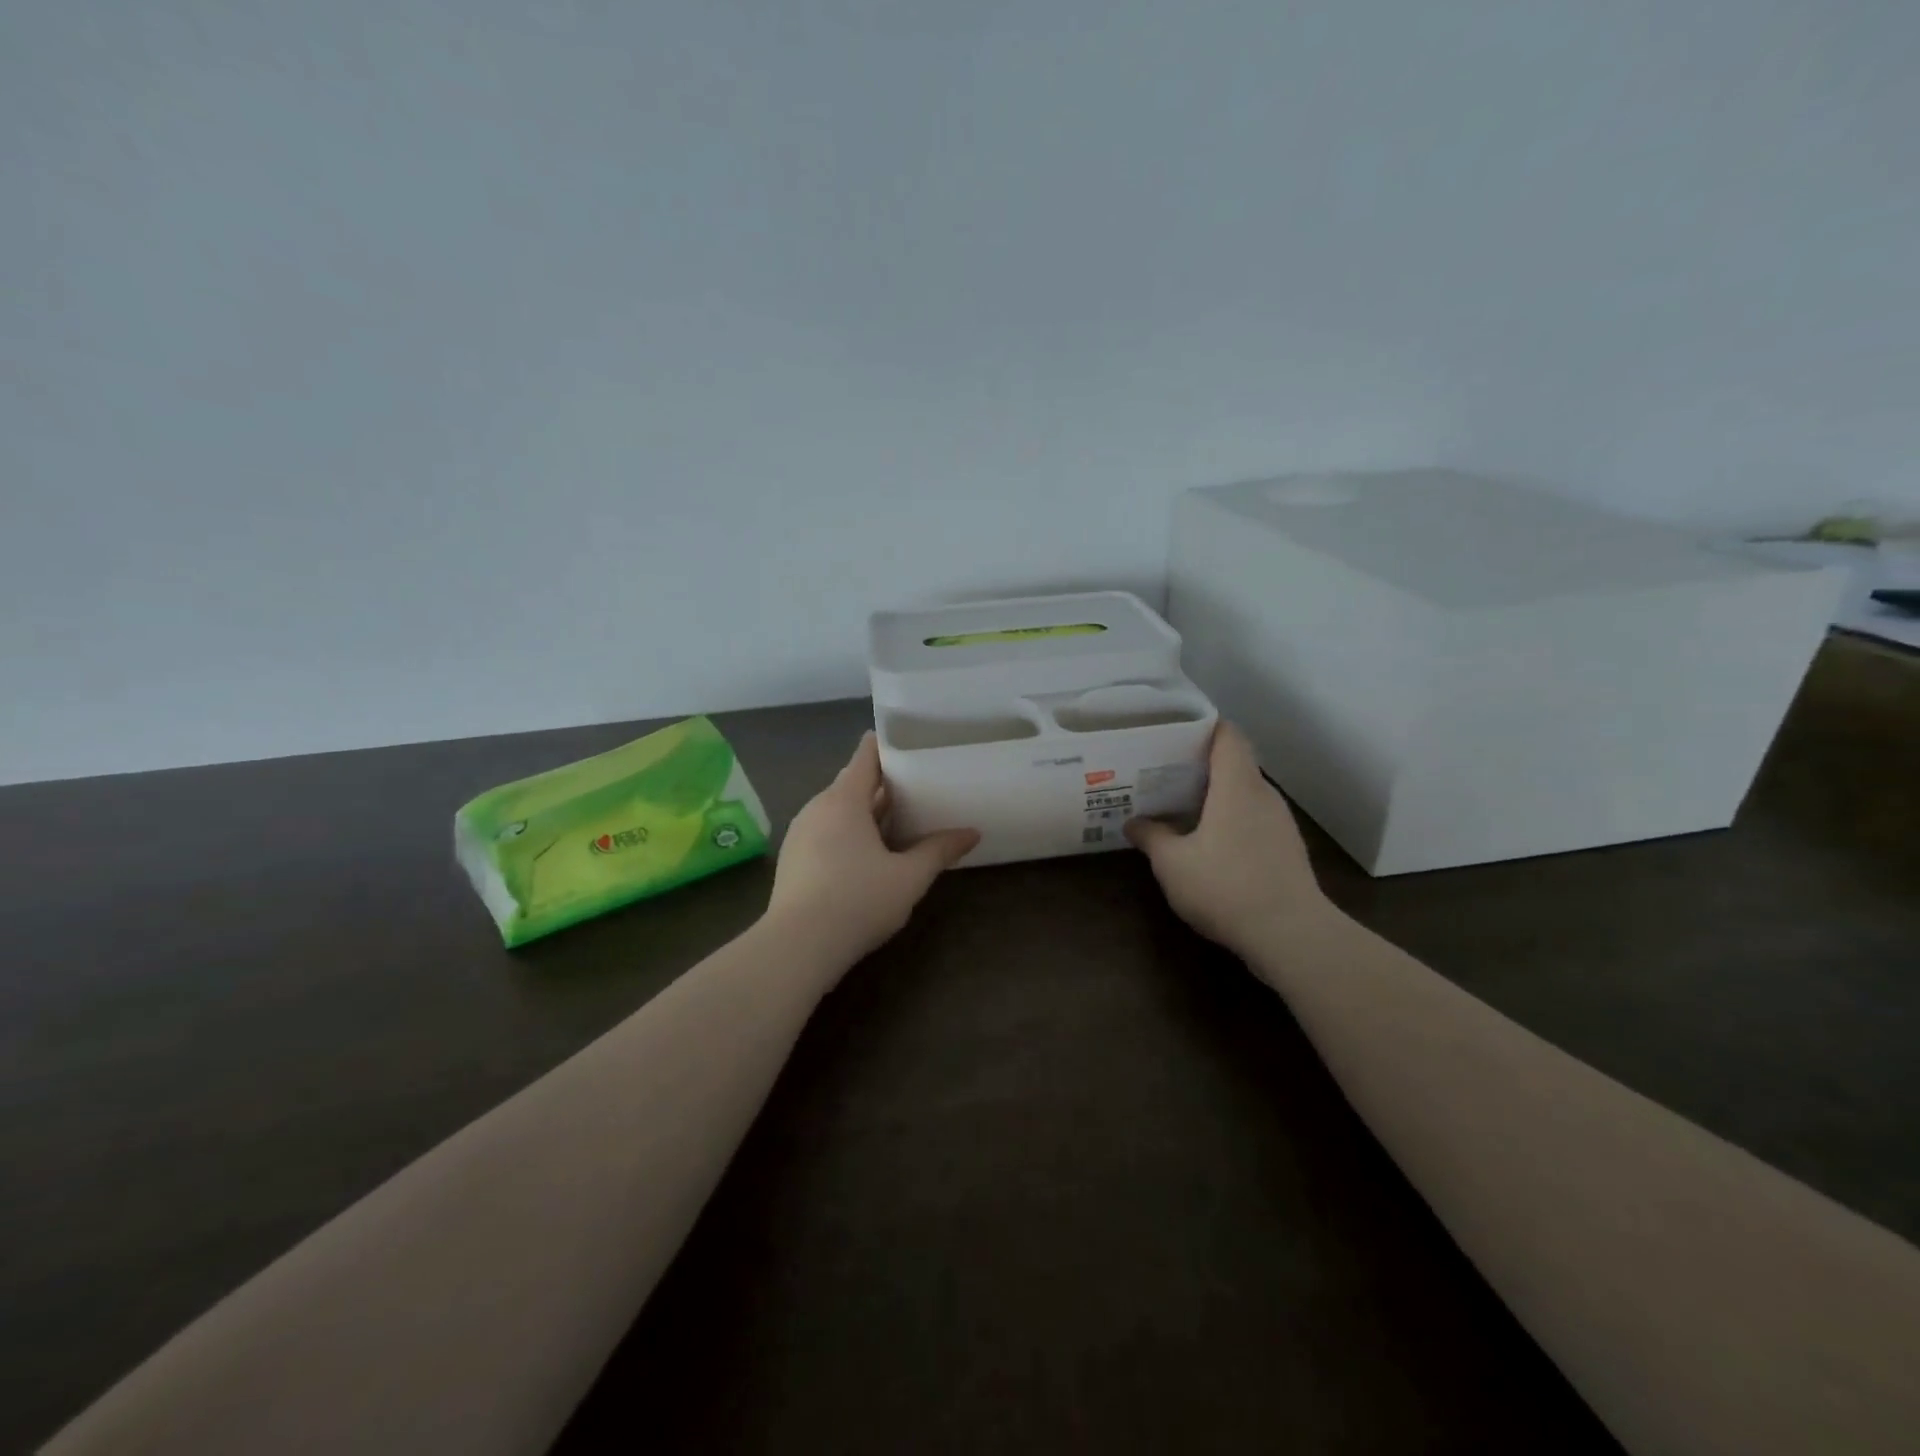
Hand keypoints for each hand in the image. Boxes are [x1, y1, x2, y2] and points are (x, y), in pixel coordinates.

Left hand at [766, 731, 979, 975]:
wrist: (797, 946)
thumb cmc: (858, 901)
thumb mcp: (909, 877)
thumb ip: (939, 850)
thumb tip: (972, 833)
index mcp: (844, 799)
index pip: (866, 755)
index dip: (889, 745)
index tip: (914, 745)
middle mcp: (817, 807)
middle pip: (853, 782)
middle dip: (884, 784)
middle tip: (919, 787)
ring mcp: (800, 833)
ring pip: (838, 809)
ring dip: (865, 811)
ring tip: (899, 821)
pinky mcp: (793, 858)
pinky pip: (825, 830)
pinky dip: (848, 832)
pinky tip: (868, 855)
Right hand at [1126, 722, 1333, 955]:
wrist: (1292, 936)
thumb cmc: (1227, 888)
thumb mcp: (1173, 864)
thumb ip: (1151, 837)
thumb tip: (1133, 822)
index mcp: (1237, 786)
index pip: (1227, 735)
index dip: (1203, 726)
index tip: (1172, 731)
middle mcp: (1263, 795)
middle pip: (1234, 762)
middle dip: (1199, 763)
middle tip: (1161, 770)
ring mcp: (1280, 823)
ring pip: (1243, 793)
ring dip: (1214, 794)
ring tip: (1178, 804)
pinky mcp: (1286, 848)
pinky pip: (1252, 818)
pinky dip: (1229, 818)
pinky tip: (1206, 840)